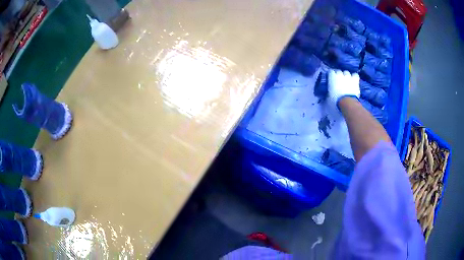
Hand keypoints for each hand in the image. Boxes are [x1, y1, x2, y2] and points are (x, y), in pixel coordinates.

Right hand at [328, 70, 359, 108]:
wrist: (347, 102)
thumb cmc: (335, 100)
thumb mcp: (329, 96)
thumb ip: (329, 91)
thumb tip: (329, 92)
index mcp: (332, 77)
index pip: (331, 71)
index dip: (331, 75)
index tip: (331, 79)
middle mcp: (340, 74)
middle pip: (339, 71)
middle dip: (339, 75)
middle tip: (339, 81)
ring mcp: (348, 76)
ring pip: (347, 72)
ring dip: (346, 76)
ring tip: (347, 81)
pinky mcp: (355, 80)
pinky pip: (355, 75)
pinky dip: (354, 77)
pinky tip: (353, 80)